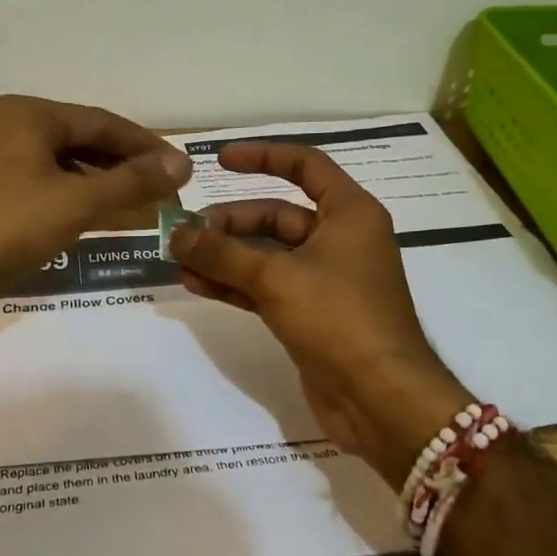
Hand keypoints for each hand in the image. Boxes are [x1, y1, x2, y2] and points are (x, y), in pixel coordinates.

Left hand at [0, 94, 190, 335]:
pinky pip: (32, 183)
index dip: (144, 145)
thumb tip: (181, 163)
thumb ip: (132, 182)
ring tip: (128, 205)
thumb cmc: (6, 227)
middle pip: (77, 140)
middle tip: (158, 188)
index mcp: (26, 113)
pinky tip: (81, 219)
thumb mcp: (77, 203)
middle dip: (119, 164)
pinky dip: (63, 196)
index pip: (101, 121)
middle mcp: (2, 125)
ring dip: (93, 182)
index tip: (178, 167)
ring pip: (53, 164)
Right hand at [170, 142, 468, 477]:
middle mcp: (340, 240)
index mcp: (349, 214)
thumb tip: (176, 235)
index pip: (305, 166)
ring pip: (268, 254)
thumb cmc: (339, 319)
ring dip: (226, 255)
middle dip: (231, 223)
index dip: (263, 157)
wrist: (380, 398)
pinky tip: (198, 284)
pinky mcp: (312, 314)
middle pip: (278, 215)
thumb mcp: (276, 278)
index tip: (220, 161)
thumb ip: (222, 254)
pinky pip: (267, 287)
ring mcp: (326, 279)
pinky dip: (235, 284)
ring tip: (180, 259)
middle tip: (187, 233)